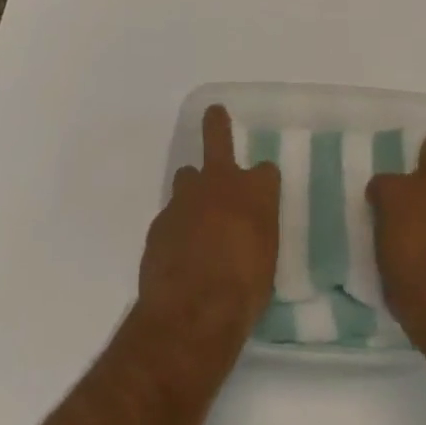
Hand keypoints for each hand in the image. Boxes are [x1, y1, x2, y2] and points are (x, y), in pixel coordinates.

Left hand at [136, 104, 279, 358]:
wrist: (192, 311)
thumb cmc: (244, 291)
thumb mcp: (265, 263)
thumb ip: (256, 235)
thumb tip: (249, 231)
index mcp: (256, 192)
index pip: (266, 171)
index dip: (264, 181)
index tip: (264, 191)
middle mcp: (220, 183)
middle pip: (218, 138)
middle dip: (216, 124)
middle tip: (214, 113)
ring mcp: (185, 199)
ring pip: (187, 176)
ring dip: (192, 189)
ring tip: (195, 213)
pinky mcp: (159, 223)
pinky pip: (171, 217)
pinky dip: (176, 228)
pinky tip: (178, 253)